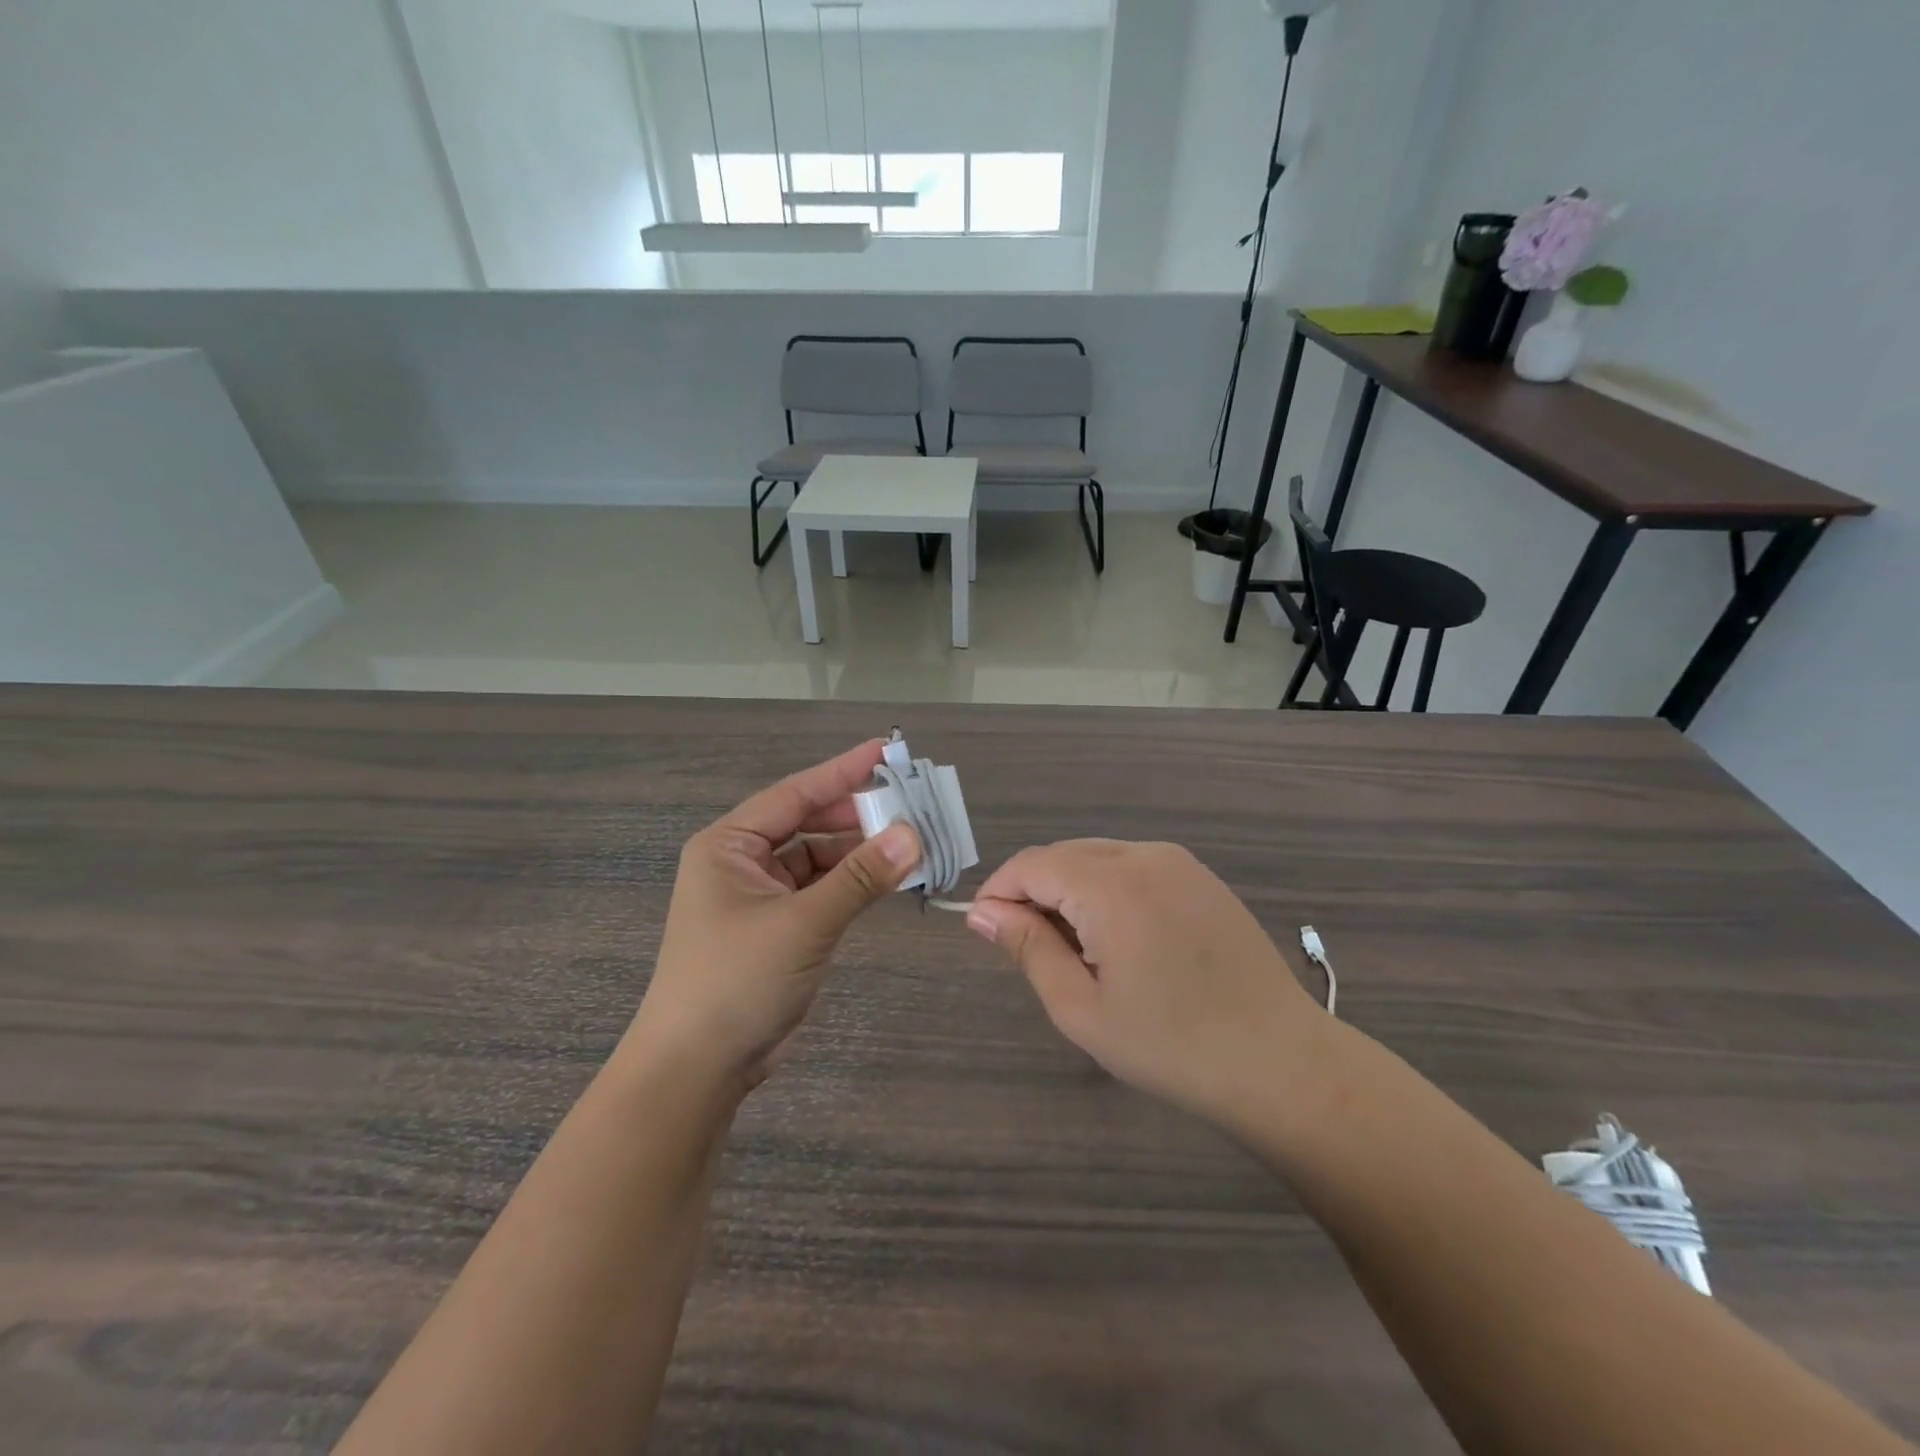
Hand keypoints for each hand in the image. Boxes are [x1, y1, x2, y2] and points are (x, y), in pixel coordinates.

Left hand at [629, 740, 920, 1092]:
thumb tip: (914, 835)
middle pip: (808, 823)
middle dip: (856, 814)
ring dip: (859, 852)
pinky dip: (853, 884)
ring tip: (911, 842)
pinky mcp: (778, 928)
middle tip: (910, 803)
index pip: (794, 794)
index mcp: (729, 845)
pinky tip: (888, 879)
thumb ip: (860, 878)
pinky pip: (822, 891)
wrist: (697, 1068)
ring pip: (818, 859)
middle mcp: (742, 862)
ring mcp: (760, 897)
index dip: (842, 772)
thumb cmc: (737, 980)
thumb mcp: (803, 923)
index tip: (886, 752)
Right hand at [966, 840, 1328, 1125]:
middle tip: (1032, 952)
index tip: (986, 932)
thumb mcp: (1082, 1007)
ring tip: (1078, 952)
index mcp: (1111, 884)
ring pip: (1097, 858)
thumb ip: (1028, 947)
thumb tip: (981, 912)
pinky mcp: (1201, 877)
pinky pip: (1133, 867)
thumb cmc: (1172, 1046)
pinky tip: (1121, 941)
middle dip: (1034, 893)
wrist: (1282, 1062)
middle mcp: (1144, 855)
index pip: (1032, 864)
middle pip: (1064, 855)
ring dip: (1070, 892)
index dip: (1000, 892)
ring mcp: (1179, 862)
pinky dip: (1107, 891)